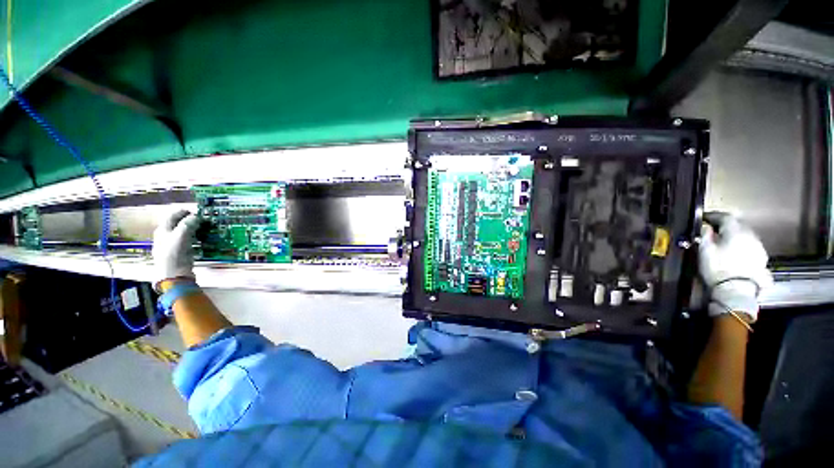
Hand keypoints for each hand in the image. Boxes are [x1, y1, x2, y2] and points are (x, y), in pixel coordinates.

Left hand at [152, 210, 199, 290]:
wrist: (173, 276)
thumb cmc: (174, 255)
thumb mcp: (181, 237)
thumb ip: (188, 224)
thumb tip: (196, 216)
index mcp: (163, 230)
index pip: (173, 215)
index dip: (184, 212)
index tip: (197, 211)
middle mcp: (165, 235)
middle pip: (177, 223)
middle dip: (189, 220)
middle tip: (202, 220)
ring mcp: (172, 244)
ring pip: (182, 232)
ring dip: (193, 229)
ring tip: (203, 228)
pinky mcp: (179, 252)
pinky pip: (187, 240)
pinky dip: (194, 237)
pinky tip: (200, 239)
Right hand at [699, 212, 771, 321]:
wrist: (737, 291)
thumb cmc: (718, 269)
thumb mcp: (705, 251)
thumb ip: (705, 235)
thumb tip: (705, 227)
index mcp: (736, 231)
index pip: (725, 217)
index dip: (713, 216)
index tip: (704, 218)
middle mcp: (750, 235)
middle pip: (738, 224)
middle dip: (726, 225)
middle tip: (713, 229)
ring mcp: (758, 247)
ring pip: (745, 234)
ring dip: (735, 234)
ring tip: (724, 241)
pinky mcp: (761, 258)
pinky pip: (750, 245)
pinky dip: (741, 244)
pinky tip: (734, 251)